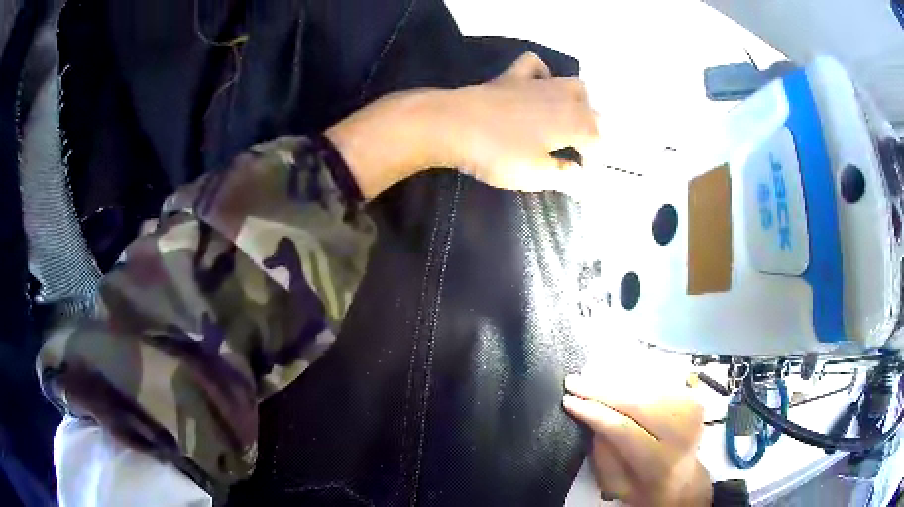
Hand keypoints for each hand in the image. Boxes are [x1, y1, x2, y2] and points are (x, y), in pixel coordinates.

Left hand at [325, 52, 597, 198]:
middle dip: (591, 132)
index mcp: (573, 121)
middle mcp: (562, 97)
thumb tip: (580, 177)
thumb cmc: (498, 153)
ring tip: (566, 122)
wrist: (452, 124)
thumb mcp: (536, 174)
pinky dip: (542, 75)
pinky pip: (535, 66)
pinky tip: (538, 87)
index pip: (598, 140)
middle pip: (591, 110)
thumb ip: (564, 175)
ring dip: (577, 103)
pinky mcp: (511, 76)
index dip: (594, 161)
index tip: (583, 177)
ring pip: (572, 84)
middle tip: (577, 152)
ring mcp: (536, 83)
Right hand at [563, 375, 711, 506]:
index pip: (624, 429)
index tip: (568, 400)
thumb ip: (603, 454)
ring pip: (647, 387)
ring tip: (590, 378)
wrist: (682, 480)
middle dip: (601, 390)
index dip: (595, 412)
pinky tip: (615, 379)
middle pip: (637, 402)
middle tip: (573, 382)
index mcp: (659, 462)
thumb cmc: (643, 487)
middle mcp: (681, 432)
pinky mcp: (693, 399)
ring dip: (616, 381)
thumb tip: (592, 416)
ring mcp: (691, 412)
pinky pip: (658, 382)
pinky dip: (634, 379)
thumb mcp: (615, 484)